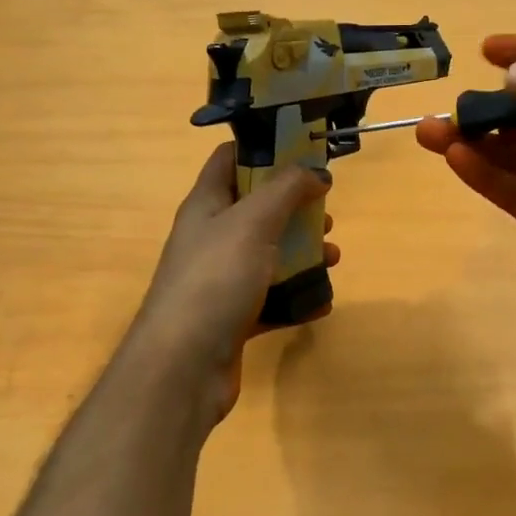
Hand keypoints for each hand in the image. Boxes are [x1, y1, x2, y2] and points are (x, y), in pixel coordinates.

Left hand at [126, 143, 335, 420]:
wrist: (183, 366)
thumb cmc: (215, 279)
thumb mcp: (253, 222)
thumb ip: (286, 190)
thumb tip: (316, 171)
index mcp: (206, 205)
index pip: (230, 159)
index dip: (266, 149)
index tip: (306, 151)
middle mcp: (211, 238)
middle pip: (257, 209)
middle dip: (295, 208)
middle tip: (326, 214)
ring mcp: (221, 280)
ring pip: (268, 255)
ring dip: (302, 253)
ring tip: (332, 257)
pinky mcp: (233, 317)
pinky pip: (271, 299)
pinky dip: (296, 298)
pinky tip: (321, 302)